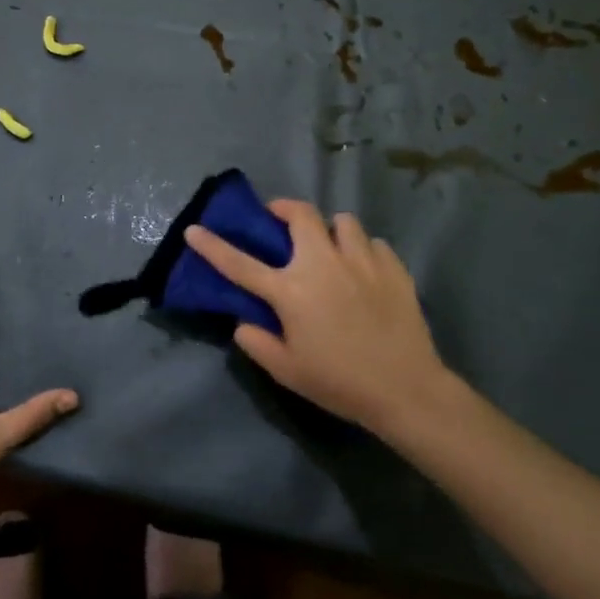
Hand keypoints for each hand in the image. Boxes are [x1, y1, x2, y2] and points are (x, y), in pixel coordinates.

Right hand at [184, 201, 457, 438]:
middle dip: (285, 209)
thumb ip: (257, 343)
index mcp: (291, 290)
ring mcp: (361, 261)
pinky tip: (365, 271)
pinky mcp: (392, 267)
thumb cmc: (340, 382)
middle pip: (300, 214)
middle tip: (280, 220)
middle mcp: (322, 264)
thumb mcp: (287, 372)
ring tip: (331, 247)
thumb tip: (243, 322)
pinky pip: (373, 243)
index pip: (239, 263)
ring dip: (330, 229)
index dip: (212, 245)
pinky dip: (364, 250)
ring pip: (342, 221)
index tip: (194, 229)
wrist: (405, 390)